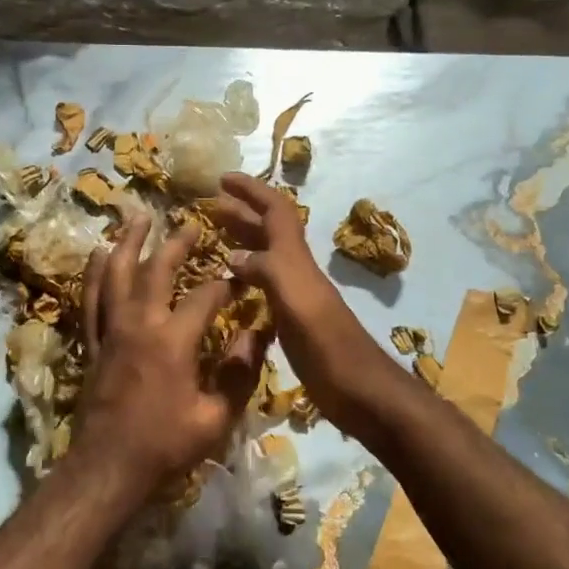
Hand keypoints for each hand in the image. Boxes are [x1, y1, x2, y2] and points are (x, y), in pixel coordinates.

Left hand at [72, 214, 269, 496]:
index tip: (241, 280)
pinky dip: (94, 273)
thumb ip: (240, 372)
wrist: (108, 469)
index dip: (227, 285)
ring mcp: (110, 330)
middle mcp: (139, 324)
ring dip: (128, 242)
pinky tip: (97, 255)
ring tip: (138, 216)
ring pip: (116, 273)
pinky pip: (90, 299)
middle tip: (191, 222)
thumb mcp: (216, 417)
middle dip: (176, 243)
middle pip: (156, 269)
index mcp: (173, 340)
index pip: (206, 296)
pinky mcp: (92, 343)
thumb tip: (259, 334)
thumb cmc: (166, 445)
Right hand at [211, 175, 381, 432]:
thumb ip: (266, 271)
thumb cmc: (327, 345)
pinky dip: (245, 276)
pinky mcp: (293, 320)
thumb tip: (232, 255)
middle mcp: (296, 271)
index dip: (251, 190)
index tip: (222, 178)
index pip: (275, 210)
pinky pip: (264, 286)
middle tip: (209, 205)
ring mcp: (296, 296)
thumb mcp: (295, 300)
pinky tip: (231, 285)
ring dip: (242, 240)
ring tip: (213, 237)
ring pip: (266, 256)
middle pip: (269, 230)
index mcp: (296, 260)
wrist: (358, 389)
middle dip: (241, 211)